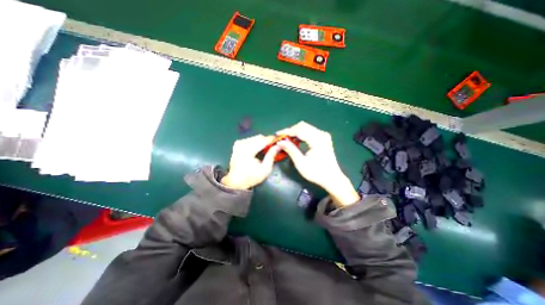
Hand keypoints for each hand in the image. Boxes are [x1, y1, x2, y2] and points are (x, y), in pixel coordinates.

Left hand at [222, 134, 280, 189]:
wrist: (236, 182)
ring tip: (267, 148)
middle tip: (274, 145)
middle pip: (259, 137)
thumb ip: (271, 156)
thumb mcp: (265, 169)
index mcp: (247, 151)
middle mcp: (241, 144)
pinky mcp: (237, 145)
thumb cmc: (251, 177)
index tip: (280, 139)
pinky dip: (256, 142)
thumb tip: (278, 146)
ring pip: (255, 138)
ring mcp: (238, 143)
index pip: (263, 141)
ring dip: (262, 141)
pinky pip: (250, 139)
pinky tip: (259, 148)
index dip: (272, 139)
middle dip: (267, 140)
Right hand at [277, 121, 360, 206]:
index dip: (287, 131)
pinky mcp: (323, 138)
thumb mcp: (301, 163)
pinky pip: (310, 131)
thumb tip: (280, 142)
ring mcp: (323, 135)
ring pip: (306, 127)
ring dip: (295, 132)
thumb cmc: (316, 173)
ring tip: (287, 139)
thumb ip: (290, 150)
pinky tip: (295, 140)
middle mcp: (321, 134)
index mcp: (317, 140)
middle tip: (281, 137)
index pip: (299, 130)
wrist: (332, 178)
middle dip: (291, 130)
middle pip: (303, 126)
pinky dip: (301, 134)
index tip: (277, 134)